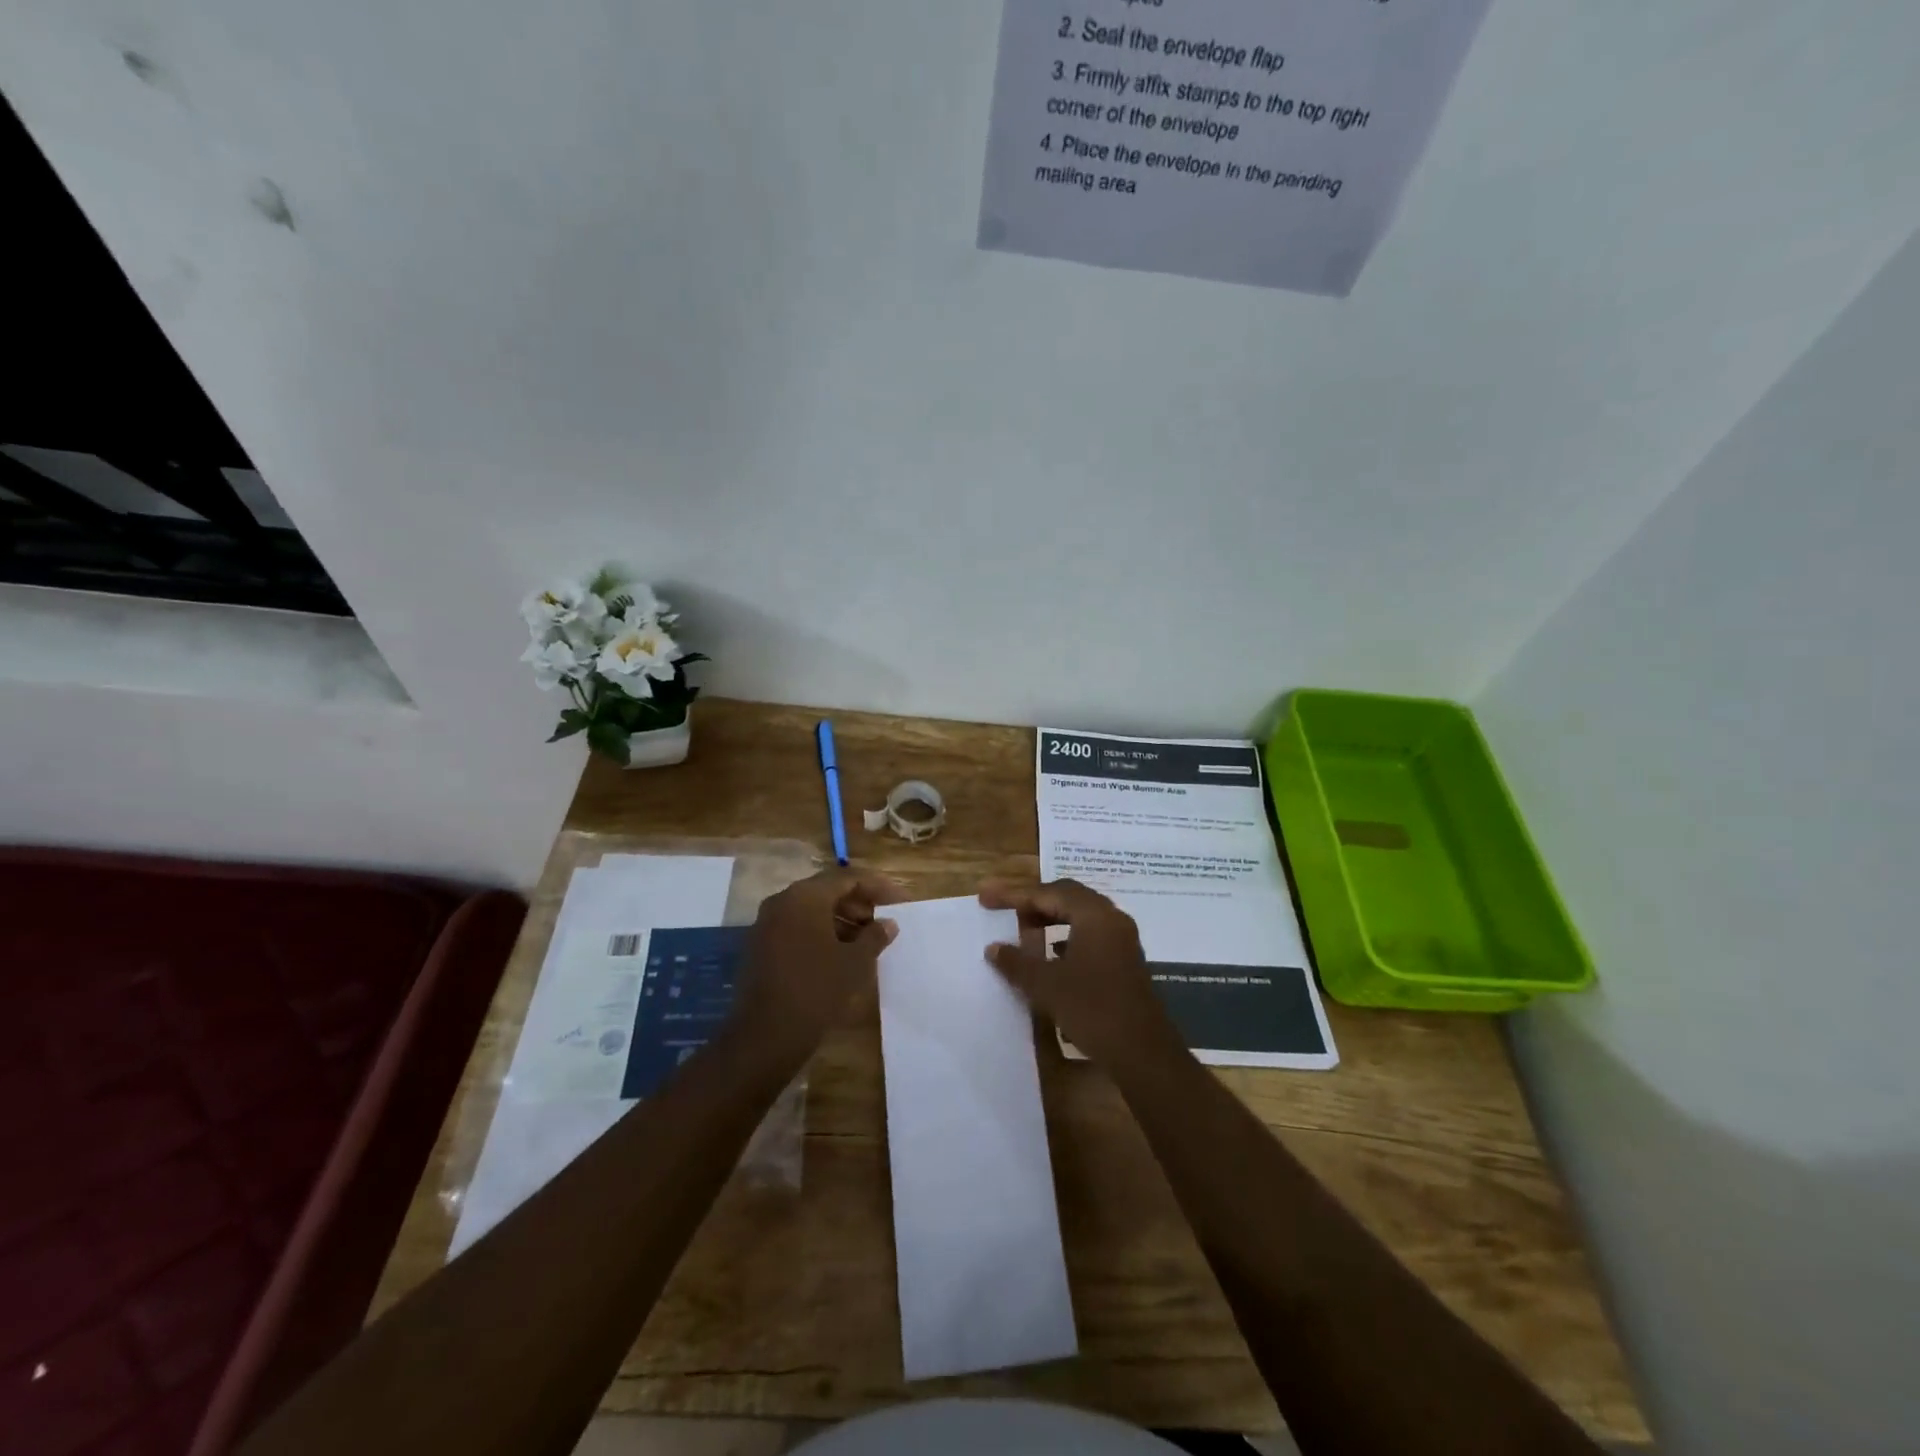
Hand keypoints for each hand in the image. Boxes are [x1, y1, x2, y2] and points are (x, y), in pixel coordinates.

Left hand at [732, 868, 901, 1061]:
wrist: (764, 1036)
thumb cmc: (816, 991)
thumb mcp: (854, 963)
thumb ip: (874, 936)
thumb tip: (888, 923)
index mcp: (805, 897)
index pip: (848, 878)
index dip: (878, 887)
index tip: (901, 901)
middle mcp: (782, 901)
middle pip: (827, 891)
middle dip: (859, 903)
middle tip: (883, 921)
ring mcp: (766, 924)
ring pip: (811, 910)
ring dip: (841, 919)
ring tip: (866, 941)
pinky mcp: (760, 946)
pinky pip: (797, 927)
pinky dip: (821, 932)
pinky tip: (840, 954)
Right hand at [980, 879, 1180, 1072]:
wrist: (1143, 1053)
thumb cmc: (1093, 1009)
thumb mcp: (1046, 985)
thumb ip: (1017, 962)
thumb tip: (994, 948)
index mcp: (1094, 915)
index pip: (1047, 893)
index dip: (1013, 895)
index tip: (985, 898)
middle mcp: (1111, 919)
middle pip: (1066, 897)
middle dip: (1033, 902)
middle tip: (1004, 910)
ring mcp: (1121, 940)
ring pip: (1079, 916)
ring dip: (1050, 919)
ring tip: (1023, 932)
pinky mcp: (1124, 961)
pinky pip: (1089, 935)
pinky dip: (1065, 937)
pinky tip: (1050, 955)